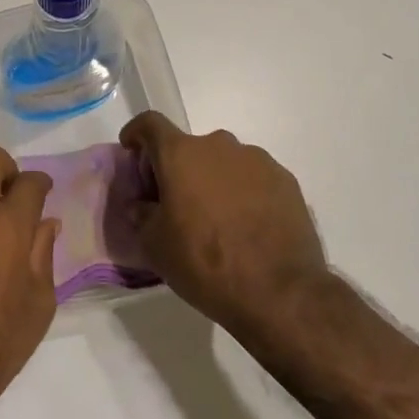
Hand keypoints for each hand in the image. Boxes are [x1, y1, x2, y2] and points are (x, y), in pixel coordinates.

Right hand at [119, 112, 328, 343]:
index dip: (136, 133)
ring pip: (223, 162)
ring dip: (213, 180)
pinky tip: (247, 225)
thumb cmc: (205, 264)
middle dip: (177, 168)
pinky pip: (253, 177)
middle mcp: (219, 146)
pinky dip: (243, 192)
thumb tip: (143, 204)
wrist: (280, 293)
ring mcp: (257, 160)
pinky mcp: (286, 181)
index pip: (150, 124)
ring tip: (216, 219)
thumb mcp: (155, 246)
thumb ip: (142, 214)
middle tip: (175, 203)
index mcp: (180, 154)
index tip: (132, 151)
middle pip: (189, 146)